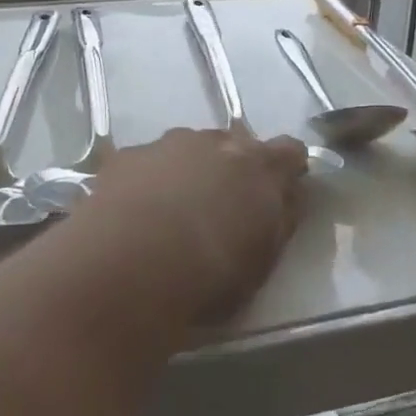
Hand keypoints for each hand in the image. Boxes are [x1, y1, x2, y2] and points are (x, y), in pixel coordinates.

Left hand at [72, 128, 308, 321]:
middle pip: (234, 146)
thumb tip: (286, 198)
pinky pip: (147, 164)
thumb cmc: (209, 273)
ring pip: (187, 150)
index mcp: (259, 167)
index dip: (287, 169)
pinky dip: (148, 182)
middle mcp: (215, 143)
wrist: (129, 265)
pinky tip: (135, 215)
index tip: (281, 191)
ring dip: (188, 172)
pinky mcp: (126, 157)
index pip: (289, 151)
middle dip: (232, 169)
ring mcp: (167, 144)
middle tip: (222, 207)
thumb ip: (279, 221)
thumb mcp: (262, 260)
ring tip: (173, 213)